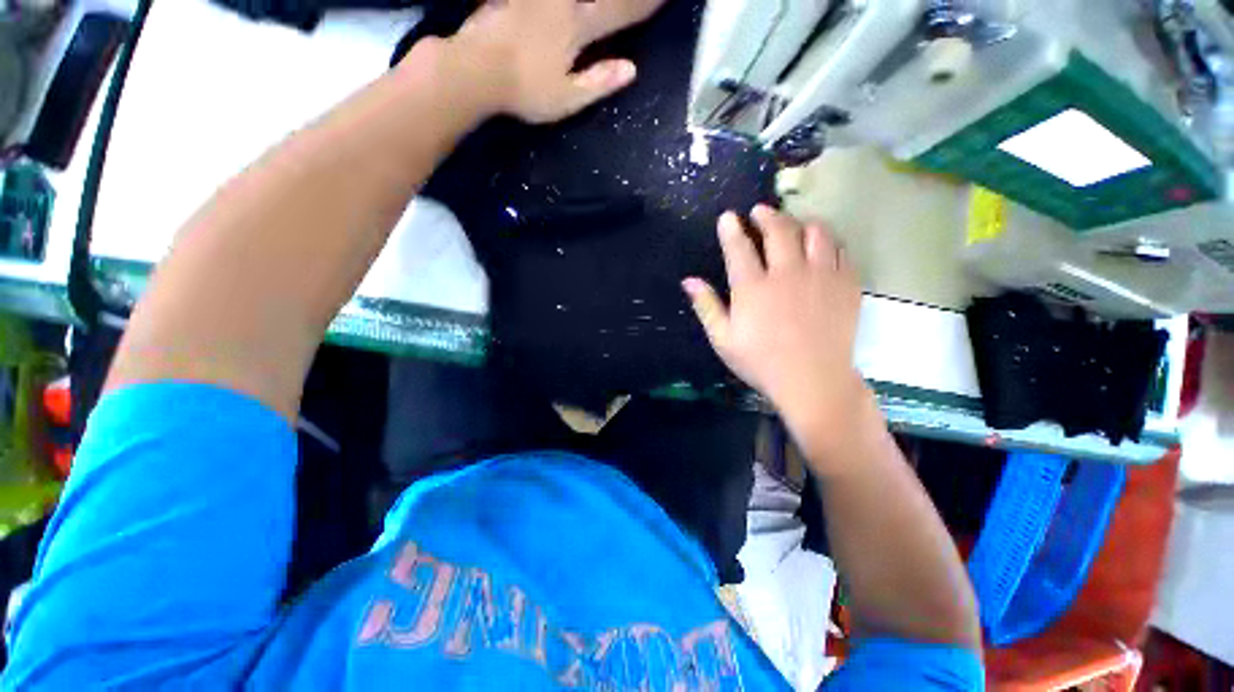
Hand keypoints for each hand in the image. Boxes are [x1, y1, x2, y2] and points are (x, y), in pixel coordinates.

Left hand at [444, 0, 663, 122]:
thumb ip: (599, 82)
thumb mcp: (567, 98)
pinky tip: (558, 6)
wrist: (475, 69)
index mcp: (576, 28)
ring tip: (592, 5)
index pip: (618, 13)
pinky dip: (554, 2)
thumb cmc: (525, 90)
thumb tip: (632, 69)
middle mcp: (559, 2)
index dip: (643, 6)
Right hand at [684, 206, 868, 455]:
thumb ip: (706, 306)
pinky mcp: (846, 283)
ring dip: (800, 222)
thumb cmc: (761, 362)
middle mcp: (787, 273)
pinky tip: (821, 246)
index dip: (731, 228)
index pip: (739, 247)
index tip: (727, 217)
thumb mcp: (723, 339)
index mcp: (753, 287)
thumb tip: (688, 281)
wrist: (813, 380)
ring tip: (792, 224)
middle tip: (759, 211)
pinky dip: (828, 241)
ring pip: (815, 231)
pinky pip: (840, 249)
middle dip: (766, 215)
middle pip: (778, 229)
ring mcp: (820, 275)